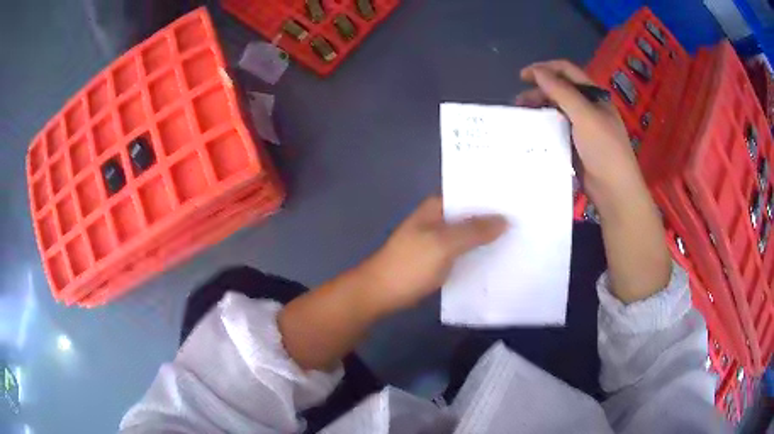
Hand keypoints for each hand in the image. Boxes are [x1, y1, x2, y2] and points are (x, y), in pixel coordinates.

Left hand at [359, 196, 506, 314]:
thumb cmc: (410, 264)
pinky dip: (478, 252)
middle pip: (471, 214)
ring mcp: (438, 240)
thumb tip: (505, 219)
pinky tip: (498, 257)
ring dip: (487, 236)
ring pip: (468, 234)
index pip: (470, 193)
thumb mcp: (444, 244)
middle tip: (526, 218)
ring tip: (519, 235)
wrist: (381, 293)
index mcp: (437, 207)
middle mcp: (438, 219)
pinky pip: (463, 251)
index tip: (520, 198)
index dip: (493, 195)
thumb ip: (474, 230)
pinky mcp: (439, 259)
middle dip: (494, 217)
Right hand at [515, 60, 644, 210]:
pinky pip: (556, 128)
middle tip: (519, 101)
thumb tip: (537, 71)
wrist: (614, 190)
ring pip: (556, 109)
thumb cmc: (604, 148)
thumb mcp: (584, 115)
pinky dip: (543, 126)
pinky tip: (532, 131)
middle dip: (538, 91)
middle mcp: (587, 107)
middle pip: (559, 90)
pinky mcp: (575, 144)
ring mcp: (581, 126)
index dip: (545, 69)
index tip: (523, 76)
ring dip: (539, 109)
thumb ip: (561, 91)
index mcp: (593, 95)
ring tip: (522, 116)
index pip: (567, 71)